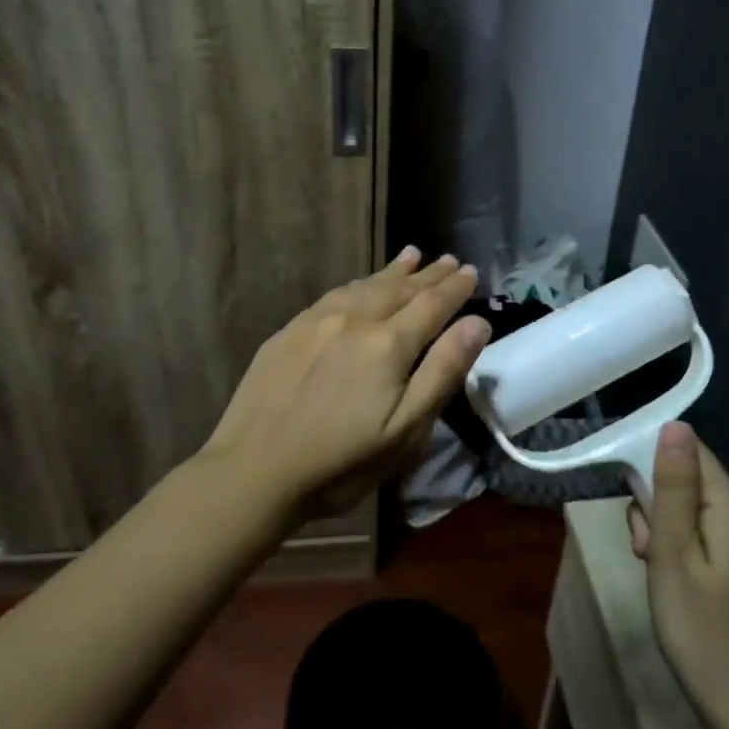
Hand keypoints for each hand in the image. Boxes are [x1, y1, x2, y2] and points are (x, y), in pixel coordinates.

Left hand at [200, 248, 489, 521]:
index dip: (454, 288)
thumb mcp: (405, 430)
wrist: (252, 471)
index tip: (472, 272)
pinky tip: (361, 285)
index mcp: (388, 344)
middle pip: (400, 288)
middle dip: (429, 274)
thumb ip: (443, 372)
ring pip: (366, 286)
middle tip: (449, 260)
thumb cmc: (339, 463)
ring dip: (394, 271)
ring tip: (412, 256)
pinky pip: (335, 294)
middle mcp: (354, 320)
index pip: (432, 305)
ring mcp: (317, 321)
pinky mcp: (289, 331)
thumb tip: (477, 322)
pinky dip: (359, 283)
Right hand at [628, 423, 728, 725]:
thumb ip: (673, 487)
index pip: (691, 455)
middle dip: (660, 511)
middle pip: (693, 486)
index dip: (656, 473)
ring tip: (660, 579)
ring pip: (700, 515)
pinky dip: (690, 555)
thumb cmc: (702, 631)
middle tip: (646, 557)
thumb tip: (676, 426)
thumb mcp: (672, 554)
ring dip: (670, 536)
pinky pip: (714, 540)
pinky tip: (681, 590)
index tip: (639, 513)